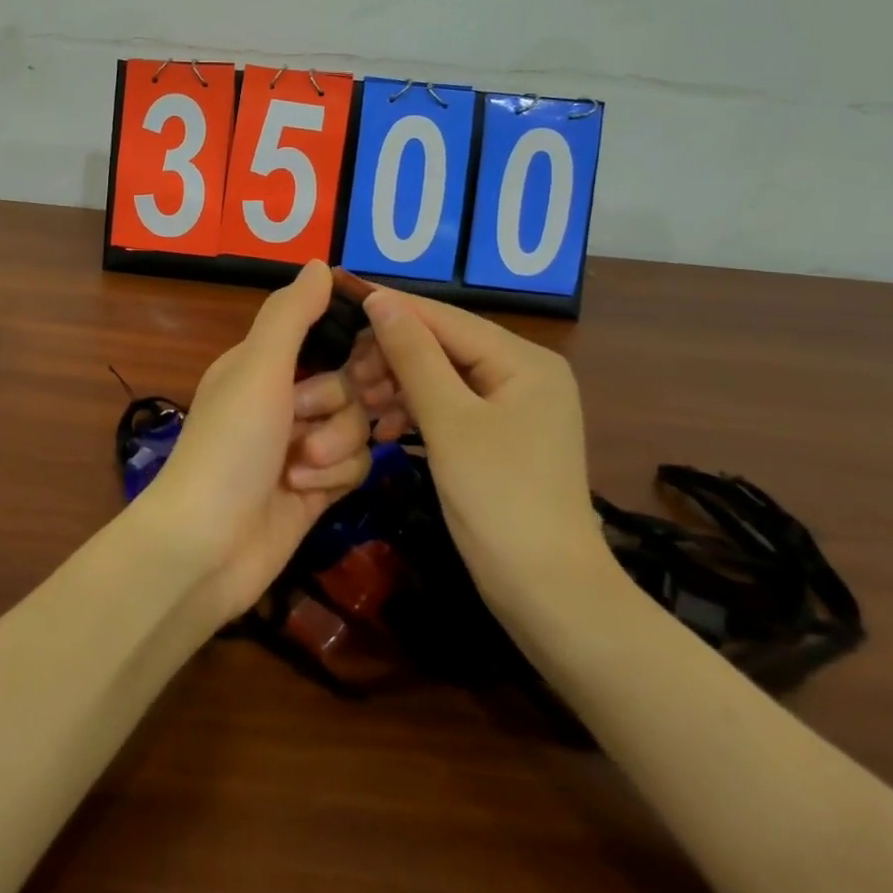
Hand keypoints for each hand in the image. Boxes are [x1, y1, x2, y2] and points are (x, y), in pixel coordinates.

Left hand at [133, 261, 374, 619]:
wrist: (207, 546)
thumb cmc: (230, 444)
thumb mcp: (258, 367)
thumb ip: (291, 314)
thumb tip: (319, 263)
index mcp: (264, 361)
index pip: (328, 334)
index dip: (354, 345)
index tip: (364, 358)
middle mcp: (284, 397)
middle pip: (351, 382)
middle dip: (337, 403)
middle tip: (307, 416)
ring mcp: (302, 444)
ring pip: (358, 425)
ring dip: (334, 444)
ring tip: (297, 465)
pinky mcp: (318, 486)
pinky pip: (356, 465)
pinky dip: (334, 475)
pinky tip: (304, 489)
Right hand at [351, 288, 614, 617]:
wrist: (548, 595)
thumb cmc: (499, 500)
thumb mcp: (448, 422)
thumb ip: (413, 355)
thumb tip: (380, 298)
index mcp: (525, 360)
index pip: (447, 319)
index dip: (394, 309)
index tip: (343, 301)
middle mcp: (526, 372)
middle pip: (446, 345)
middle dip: (395, 357)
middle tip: (350, 375)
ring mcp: (517, 406)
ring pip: (444, 376)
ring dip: (401, 386)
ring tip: (361, 402)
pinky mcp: (503, 436)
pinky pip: (452, 406)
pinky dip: (418, 412)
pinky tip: (385, 427)